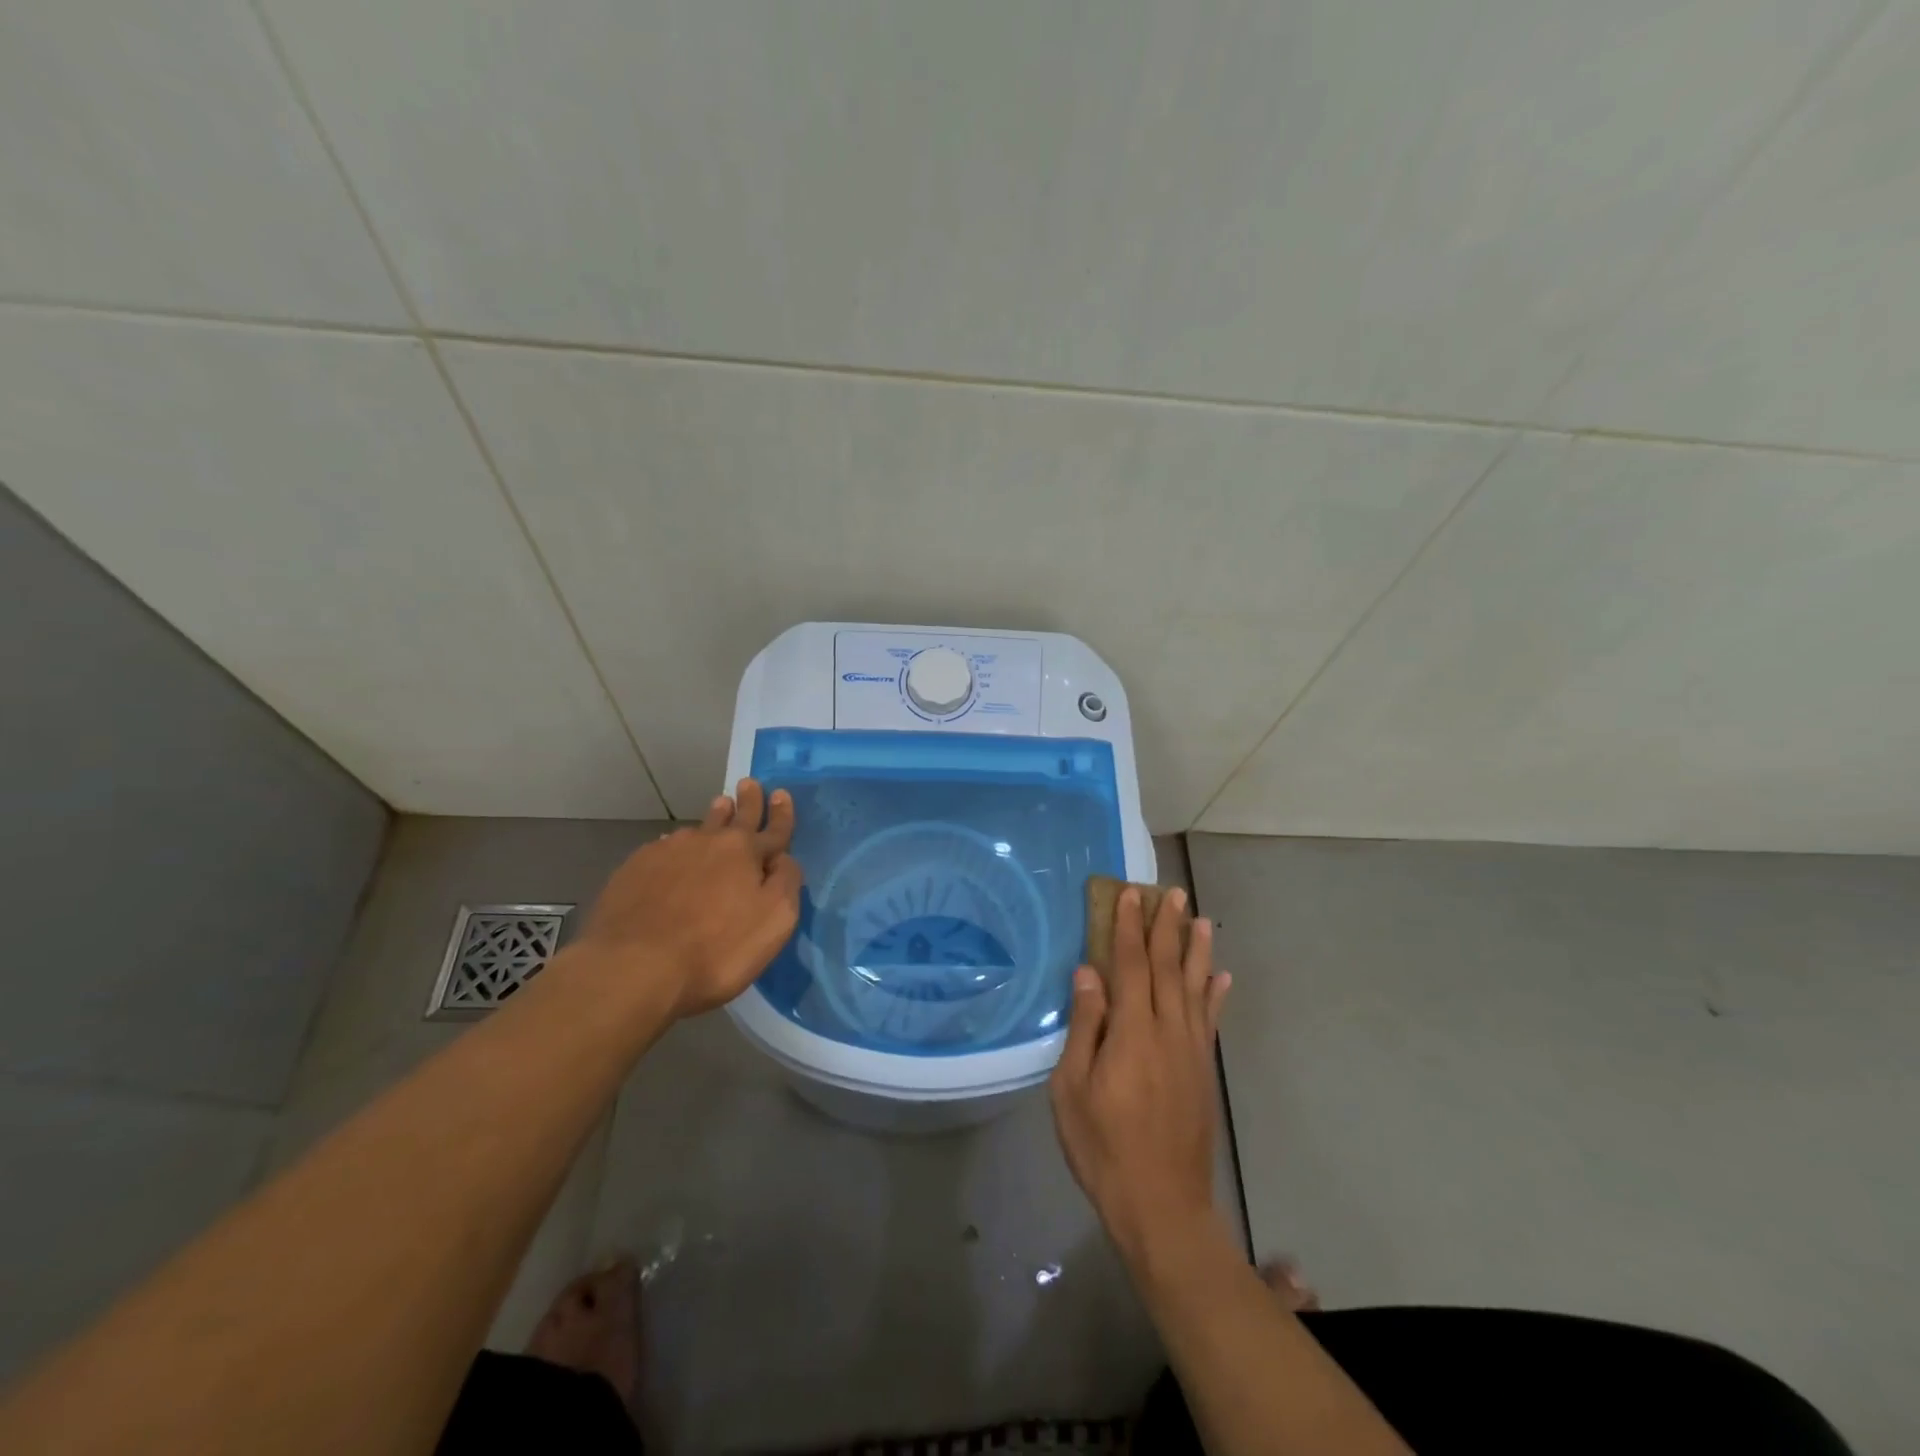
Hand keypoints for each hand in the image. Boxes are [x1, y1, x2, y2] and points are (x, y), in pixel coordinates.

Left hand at [573, 779, 803, 1018]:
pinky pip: (664, 848)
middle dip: (746, 801)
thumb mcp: (774, 921)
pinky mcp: (634, 869)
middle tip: (748, 783)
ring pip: (698, 828)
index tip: (781, 794)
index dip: (781, 814)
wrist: (633, 967)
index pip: (773, 829)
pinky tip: (673, 852)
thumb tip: (783, 859)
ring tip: (718, 807)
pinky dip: (676, 847)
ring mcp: (667, 852)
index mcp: (745, 852)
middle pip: (734, 816)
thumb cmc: (716, 949)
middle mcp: (708, 841)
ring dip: (713, 818)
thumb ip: (787, 883)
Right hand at [1049, 886, 1231, 1262]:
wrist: (1161, 1205)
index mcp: (1132, 1032)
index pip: (1132, 965)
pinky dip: (1216, 994)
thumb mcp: (1073, 1089)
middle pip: (1169, 968)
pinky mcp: (1203, 1071)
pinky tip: (1221, 976)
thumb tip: (1090, 974)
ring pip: (1196, 988)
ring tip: (1200, 920)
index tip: (1130, 894)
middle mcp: (1168, 1031)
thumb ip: (1085, 1027)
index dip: (1130, 927)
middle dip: (1168, 927)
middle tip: (1173, 891)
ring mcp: (1191, 1051)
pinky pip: (1211, 1020)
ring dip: (1197, 950)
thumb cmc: (1103, 1146)